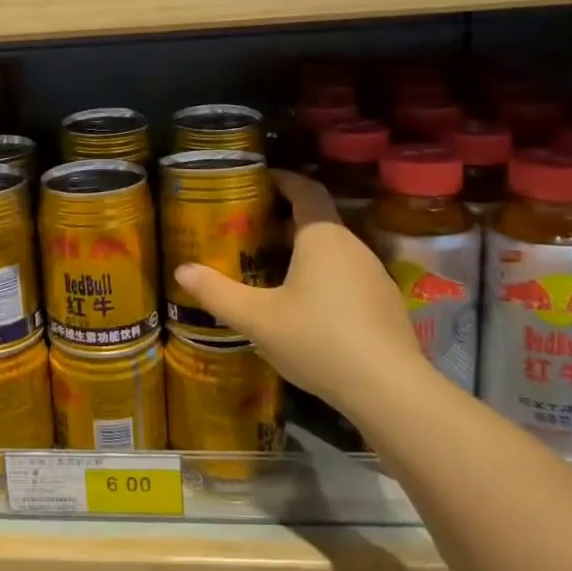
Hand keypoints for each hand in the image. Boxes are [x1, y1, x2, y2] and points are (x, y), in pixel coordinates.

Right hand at [174, 170, 418, 404]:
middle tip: (250, 231)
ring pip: (334, 251)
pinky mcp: (386, 305)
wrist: (390, 391)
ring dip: (304, 252)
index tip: (259, 179)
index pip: (305, 190)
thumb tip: (181, 270)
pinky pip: (348, 277)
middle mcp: (352, 246)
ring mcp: (375, 276)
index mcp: (322, 236)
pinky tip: (307, 308)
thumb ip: (217, 293)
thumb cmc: (318, 339)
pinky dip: (324, 278)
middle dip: (284, 220)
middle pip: (317, 220)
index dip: (282, 180)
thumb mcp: (257, 318)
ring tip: (272, 269)